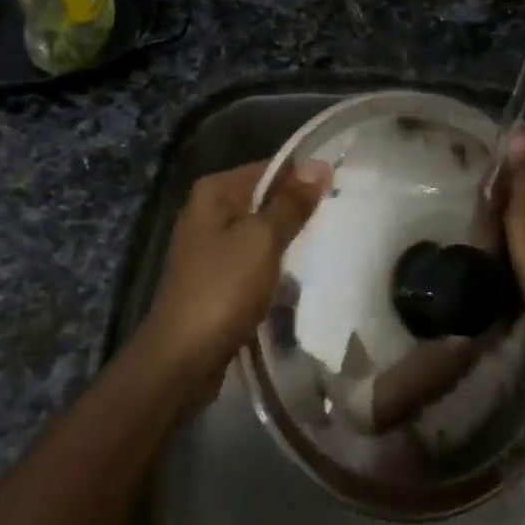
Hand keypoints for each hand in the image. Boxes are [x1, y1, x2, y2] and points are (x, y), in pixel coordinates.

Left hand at [140, 159, 328, 381]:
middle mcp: (208, 212)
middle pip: (265, 200)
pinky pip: (255, 262)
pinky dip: (276, 268)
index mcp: (215, 192)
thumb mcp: (262, 240)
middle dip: (299, 211)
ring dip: (290, 243)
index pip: (270, 169)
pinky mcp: (217, 279)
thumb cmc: (223, 289)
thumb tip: (319, 166)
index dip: (305, 178)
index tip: (342, 190)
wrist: (182, 358)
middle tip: (342, 220)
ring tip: (330, 248)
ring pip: (262, 234)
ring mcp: (210, 248)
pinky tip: (302, 280)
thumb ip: (291, 204)